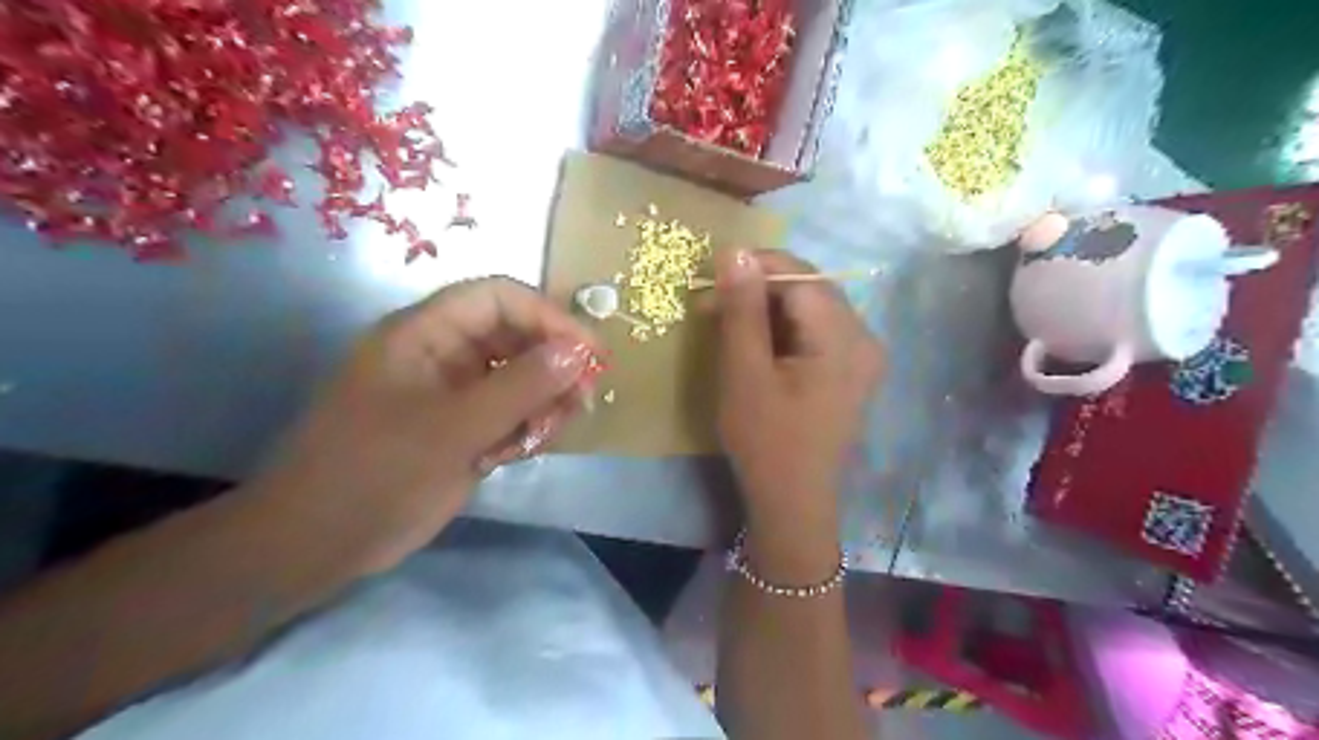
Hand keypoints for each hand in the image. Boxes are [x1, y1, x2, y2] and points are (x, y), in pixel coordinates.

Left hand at [248, 278, 598, 571]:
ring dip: (544, 402)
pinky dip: (527, 427)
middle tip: (582, 401)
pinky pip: (511, 412)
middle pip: (517, 337)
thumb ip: (520, 386)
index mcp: (426, 333)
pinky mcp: (463, 428)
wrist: (320, 544)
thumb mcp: (453, 428)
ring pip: (520, 378)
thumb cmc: (376, 473)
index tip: (590, 353)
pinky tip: (520, 452)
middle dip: (553, 367)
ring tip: (544, 435)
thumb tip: (579, 351)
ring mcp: (455, 393)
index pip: (499, 298)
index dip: (548, 317)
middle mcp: (444, 354)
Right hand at [716, 249, 878, 553]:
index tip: (710, 279)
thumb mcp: (744, 372)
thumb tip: (735, 251)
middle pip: (809, 288)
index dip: (754, 266)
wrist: (793, 502)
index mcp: (844, 337)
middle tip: (711, 306)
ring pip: (810, 307)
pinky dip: (783, 329)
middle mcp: (864, 337)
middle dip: (759, 289)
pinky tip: (756, 345)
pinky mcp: (851, 371)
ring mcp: (862, 355)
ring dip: (767, 308)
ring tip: (727, 324)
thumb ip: (741, 309)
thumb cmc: (765, 440)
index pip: (800, 275)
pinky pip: (816, 331)